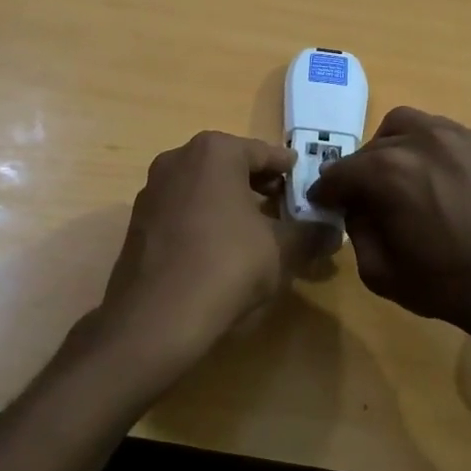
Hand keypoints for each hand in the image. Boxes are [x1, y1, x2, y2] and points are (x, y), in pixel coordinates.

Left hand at [94, 131, 331, 383]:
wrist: (155, 318)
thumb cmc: (227, 266)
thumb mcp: (282, 250)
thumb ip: (311, 233)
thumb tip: (332, 231)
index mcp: (215, 152)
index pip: (265, 153)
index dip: (290, 172)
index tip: (308, 188)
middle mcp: (178, 159)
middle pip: (231, 166)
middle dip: (260, 186)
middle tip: (286, 209)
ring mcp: (152, 190)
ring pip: (204, 188)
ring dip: (231, 204)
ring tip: (257, 232)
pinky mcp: (137, 222)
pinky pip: (182, 211)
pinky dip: (204, 221)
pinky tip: (220, 250)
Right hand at [308, 107, 470, 352]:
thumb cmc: (451, 285)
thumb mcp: (382, 272)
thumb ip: (358, 232)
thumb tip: (358, 209)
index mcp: (386, 171)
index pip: (340, 173)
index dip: (326, 191)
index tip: (323, 202)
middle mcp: (419, 141)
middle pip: (372, 147)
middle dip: (360, 172)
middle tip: (364, 198)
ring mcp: (458, 136)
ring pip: (407, 127)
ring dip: (392, 149)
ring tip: (401, 179)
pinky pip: (443, 135)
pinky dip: (428, 150)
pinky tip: (440, 181)